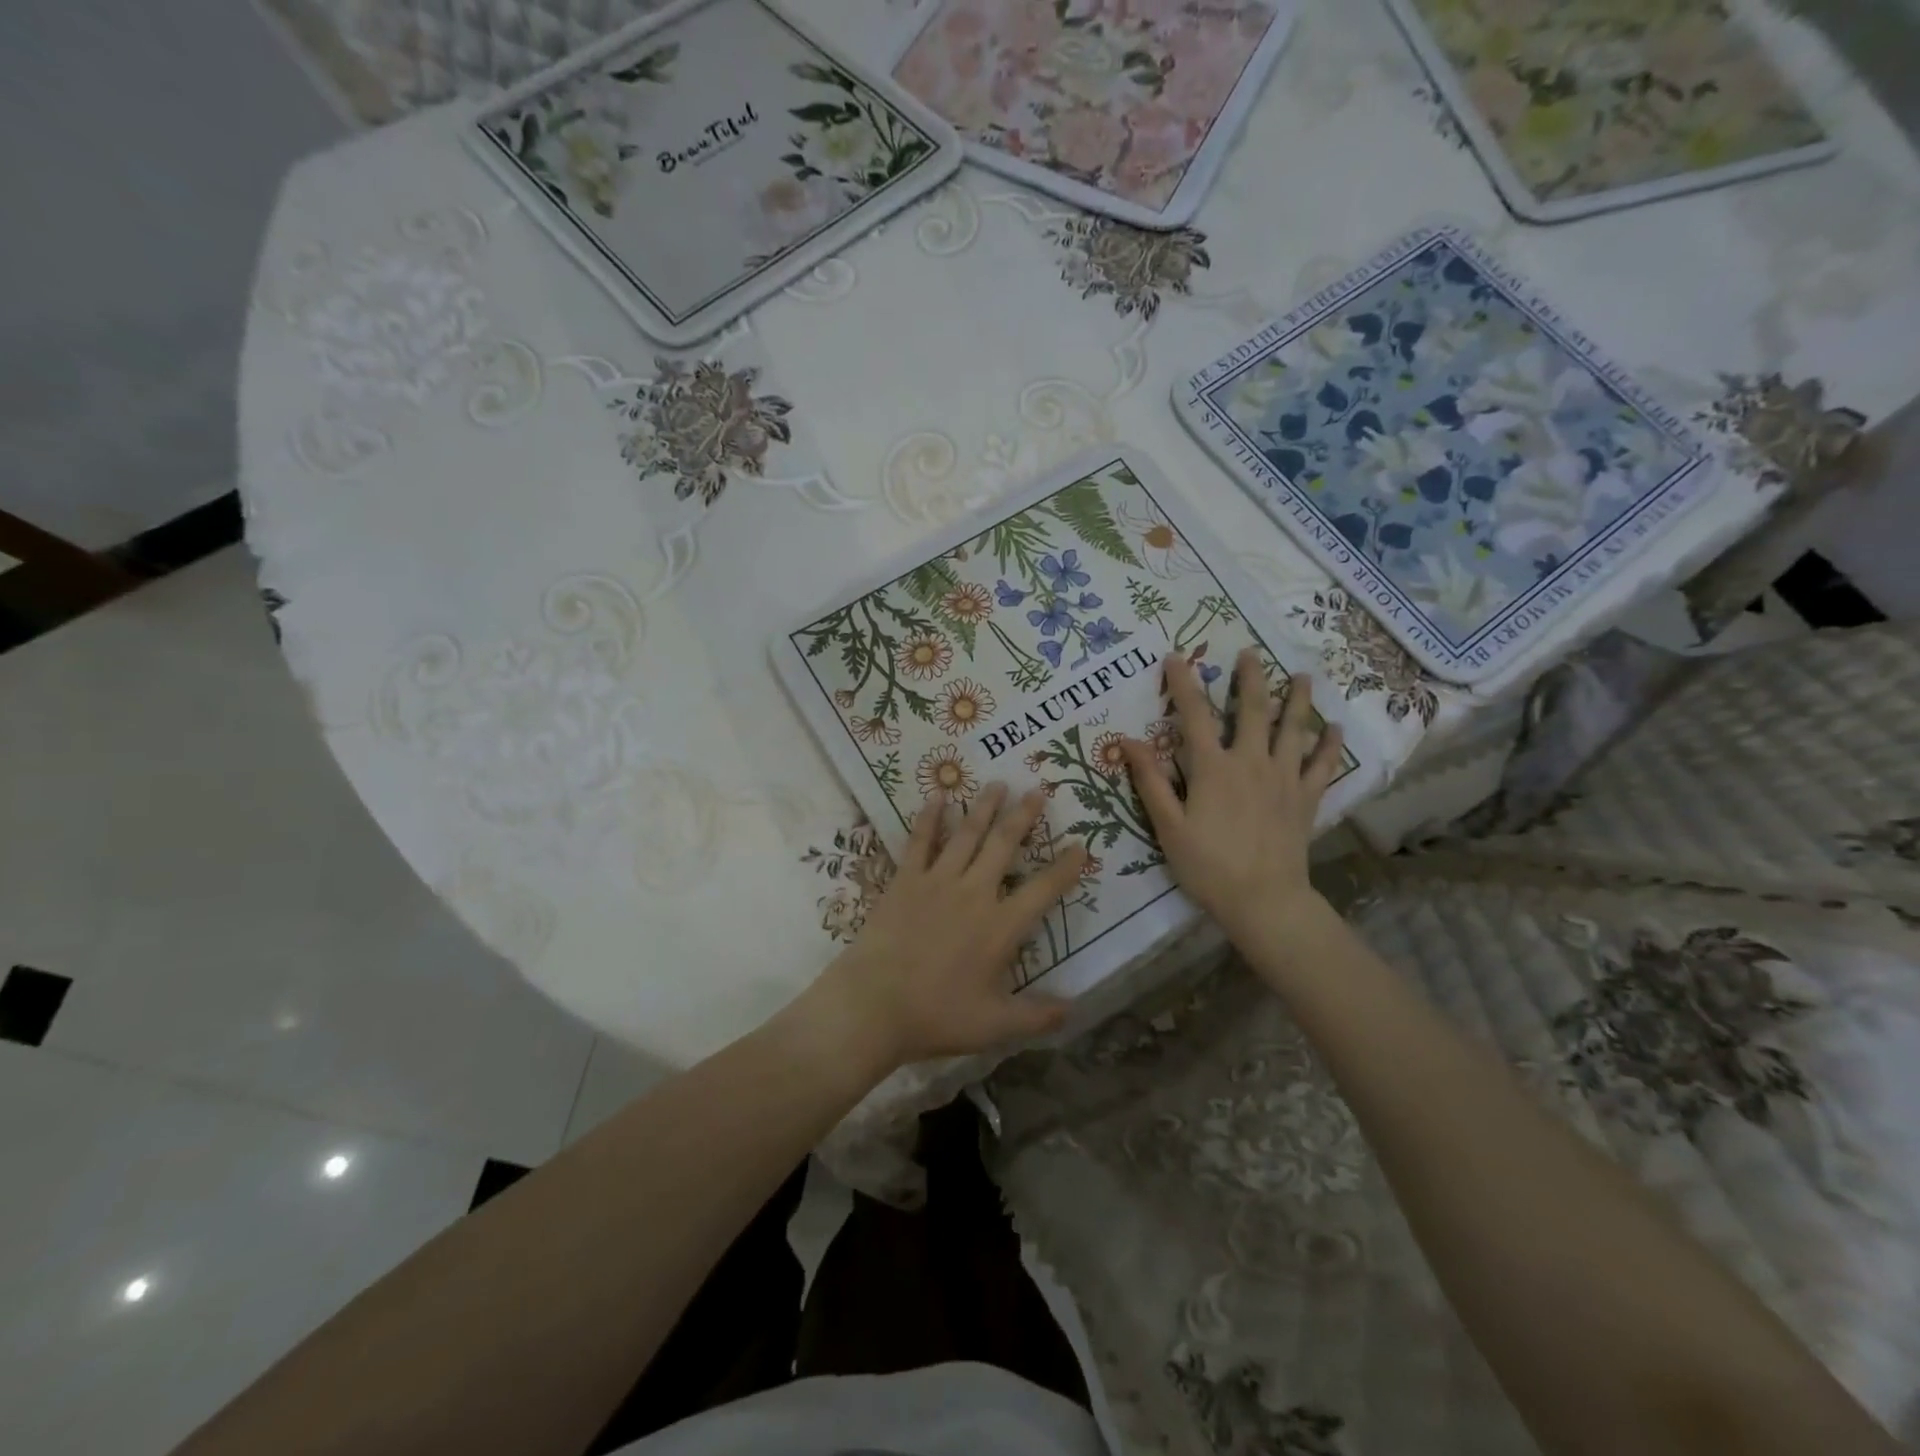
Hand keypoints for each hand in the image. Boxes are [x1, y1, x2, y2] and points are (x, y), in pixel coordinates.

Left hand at [810, 784, 1086, 1071]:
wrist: (874, 1004)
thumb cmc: (937, 1015)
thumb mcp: (995, 1026)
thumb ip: (1038, 1016)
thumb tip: (1075, 1009)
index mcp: (1001, 927)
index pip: (1044, 890)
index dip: (1066, 868)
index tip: (1081, 846)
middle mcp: (974, 893)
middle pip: (1004, 846)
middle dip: (1023, 817)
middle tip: (1037, 791)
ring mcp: (938, 881)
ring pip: (967, 834)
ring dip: (985, 807)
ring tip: (998, 783)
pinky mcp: (906, 879)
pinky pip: (920, 840)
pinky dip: (929, 817)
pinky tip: (937, 795)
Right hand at [1122, 649, 1344, 944]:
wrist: (1263, 900)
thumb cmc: (1208, 865)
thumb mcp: (1168, 826)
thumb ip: (1150, 781)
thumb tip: (1127, 741)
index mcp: (1213, 768)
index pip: (1194, 715)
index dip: (1183, 683)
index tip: (1176, 657)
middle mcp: (1251, 762)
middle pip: (1253, 710)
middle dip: (1250, 678)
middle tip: (1250, 653)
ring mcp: (1284, 778)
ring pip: (1294, 728)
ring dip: (1298, 699)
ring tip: (1303, 675)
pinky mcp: (1307, 798)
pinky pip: (1323, 764)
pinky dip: (1330, 744)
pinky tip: (1334, 728)